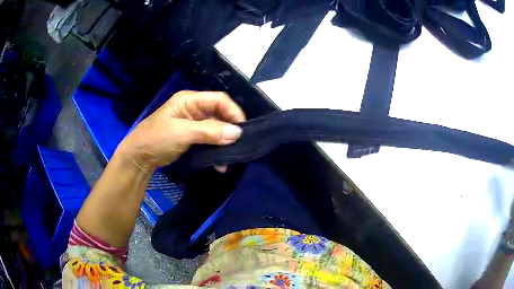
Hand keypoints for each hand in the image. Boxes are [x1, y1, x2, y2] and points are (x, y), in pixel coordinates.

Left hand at [117, 90, 245, 171]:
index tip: (243, 129)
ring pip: (216, 128)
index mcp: (190, 100)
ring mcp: (193, 123)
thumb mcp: (182, 133)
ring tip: (232, 156)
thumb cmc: (156, 139)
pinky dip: (216, 150)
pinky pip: (210, 140)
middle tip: (241, 144)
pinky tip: (221, 163)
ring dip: (224, 142)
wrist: (139, 157)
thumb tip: (237, 132)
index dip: (233, 111)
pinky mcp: (192, 137)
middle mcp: (194, 109)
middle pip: (220, 114)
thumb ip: (209, 131)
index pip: (219, 100)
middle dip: (230, 128)